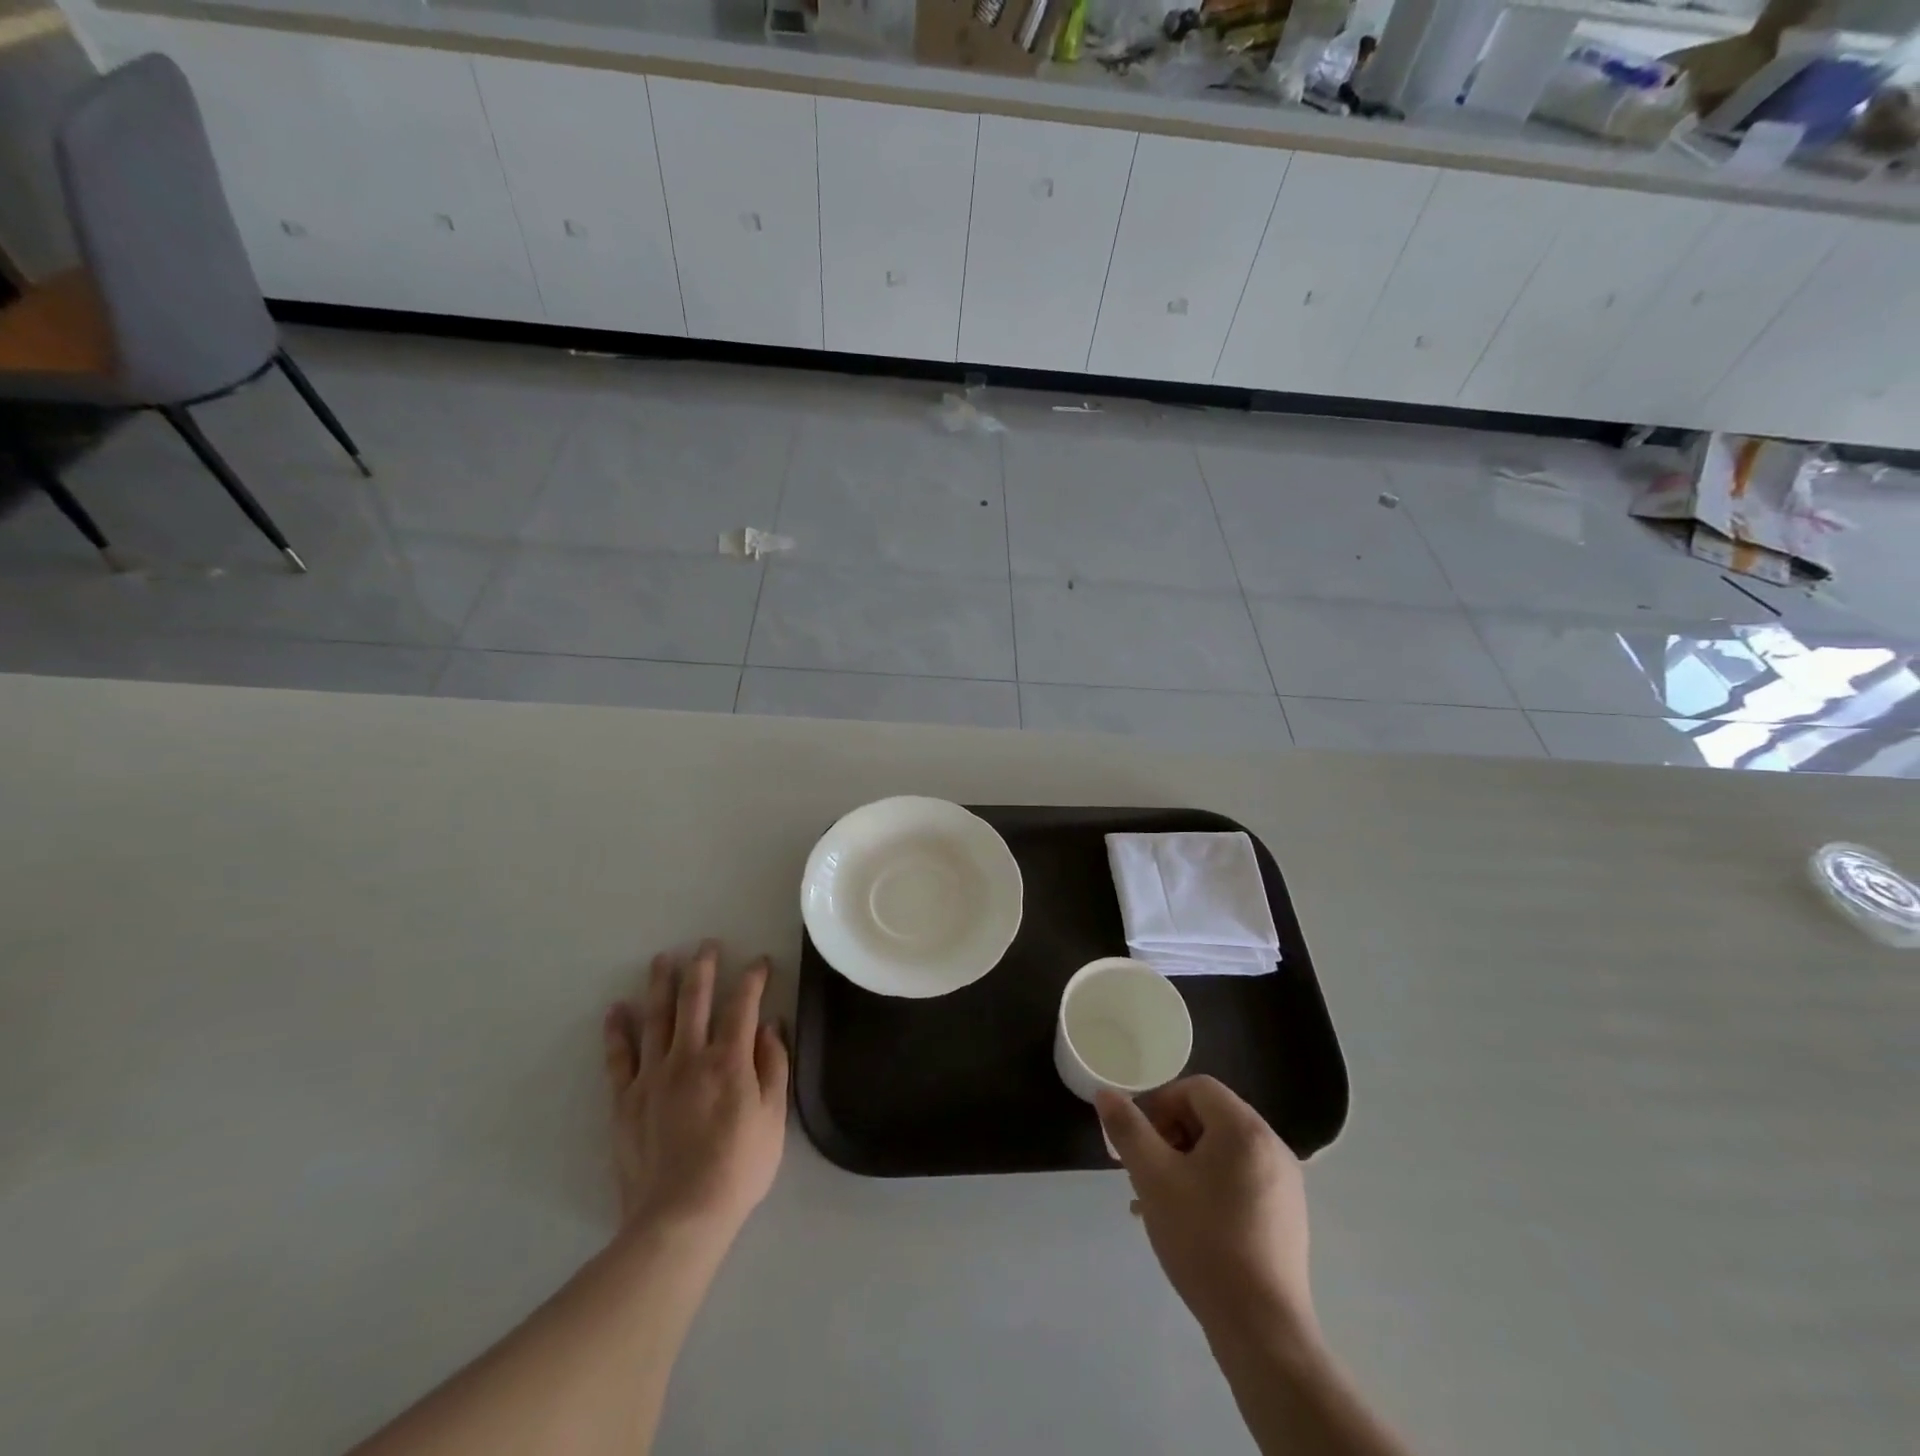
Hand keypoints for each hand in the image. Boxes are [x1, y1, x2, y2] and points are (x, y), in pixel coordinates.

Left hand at [602, 940, 788, 1242]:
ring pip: (656, 1018)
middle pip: (695, 1000)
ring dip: (660, 985)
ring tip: (663, 959)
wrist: (680, 1217)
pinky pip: (619, 1057)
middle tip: (706, 945)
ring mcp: (653, 1076)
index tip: (759, 963)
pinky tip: (617, 1009)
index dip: (752, 979)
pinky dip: (618, 1031)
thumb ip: (773, 1066)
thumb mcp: (774, 1118)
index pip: (743, 1005)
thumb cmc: (738, 1168)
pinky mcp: (626, 1100)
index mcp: (729, 1060)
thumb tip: (769, 1026)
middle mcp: (689, 1057)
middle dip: (703, 967)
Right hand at [1096, 1077, 1315, 1347]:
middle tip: (1145, 1170)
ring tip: (1159, 1200)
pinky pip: (1241, 1180)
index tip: (1139, 1139)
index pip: (1196, 1088)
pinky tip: (1189, 1223)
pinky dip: (1211, 1186)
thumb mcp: (1153, 1177)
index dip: (1160, 1103)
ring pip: (1223, 1152)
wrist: (1261, 1329)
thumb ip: (1127, 1128)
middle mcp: (1272, 1146)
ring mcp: (1285, 1183)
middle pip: (1211, 1117)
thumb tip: (1105, 1093)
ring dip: (1186, 1163)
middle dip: (1170, 1135)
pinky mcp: (1287, 1216)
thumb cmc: (1203, 1240)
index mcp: (1244, 1128)